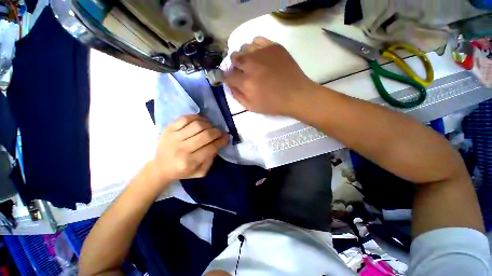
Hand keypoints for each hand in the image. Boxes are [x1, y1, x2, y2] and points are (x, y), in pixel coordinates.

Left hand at [150, 115, 227, 184]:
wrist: (160, 168)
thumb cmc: (182, 171)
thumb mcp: (200, 172)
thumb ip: (211, 159)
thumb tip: (218, 144)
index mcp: (190, 162)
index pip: (211, 148)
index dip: (222, 141)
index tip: (226, 137)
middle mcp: (182, 149)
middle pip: (206, 135)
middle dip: (217, 132)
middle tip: (220, 132)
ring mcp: (174, 137)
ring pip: (197, 125)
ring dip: (209, 124)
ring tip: (211, 127)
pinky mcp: (168, 129)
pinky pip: (186, 118)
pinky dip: (197, 117)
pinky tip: (202, 121)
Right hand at [224, 37, 316, 115]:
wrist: (296, 95)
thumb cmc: (273, 104)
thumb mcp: (252, 107)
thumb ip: (238, 96)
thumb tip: (230, 85)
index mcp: (245, 82)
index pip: (228, 75)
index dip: (227, 78)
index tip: (231, 80)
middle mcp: (251, 64)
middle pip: (234, 57)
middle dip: (235, 65)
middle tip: (243, 72)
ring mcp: (262, 53)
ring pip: (244, 47)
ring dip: (244, 56)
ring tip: (252, 64)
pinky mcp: (273, 46)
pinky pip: (257, 40)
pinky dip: (255, 47)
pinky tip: (259, 55)